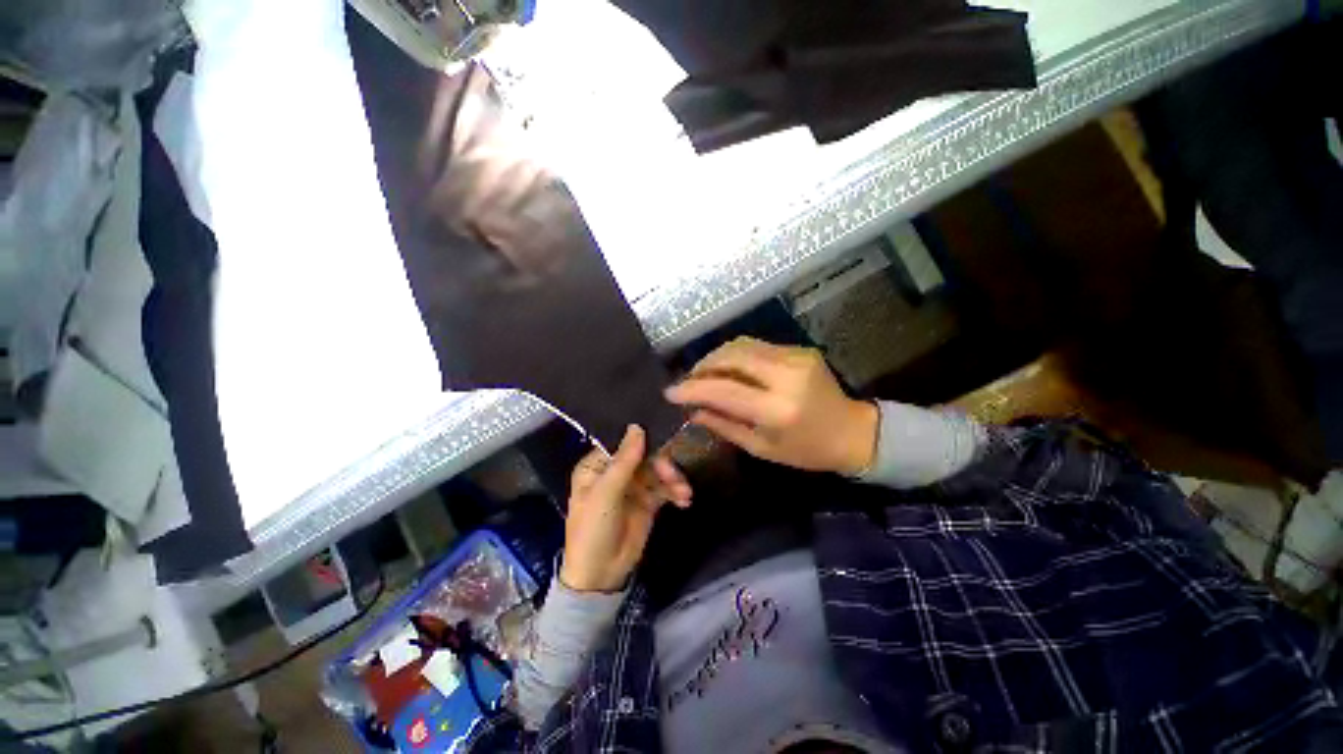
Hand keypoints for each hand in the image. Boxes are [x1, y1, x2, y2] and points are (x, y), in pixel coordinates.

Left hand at [560, 426, 691, 592]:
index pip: (622, 443)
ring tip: (684, 493)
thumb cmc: (593, 530)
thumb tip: (637, 426)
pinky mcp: (648, 502)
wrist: (600, 576)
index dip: (642, 437)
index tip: (664, 433)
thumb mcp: (605, 494)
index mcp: (598, 466)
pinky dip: (676, 491)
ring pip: (658, 471)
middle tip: (674, 477)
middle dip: (662, 464)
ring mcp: (634, 486)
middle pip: (645, 455)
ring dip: (673, 478)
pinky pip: (665, 488)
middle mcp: (616, 471)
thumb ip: (623, 461)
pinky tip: (684, 500)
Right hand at [664, 337, 877, 475]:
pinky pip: (757, 346)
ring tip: (704, 374)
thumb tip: (692, 411)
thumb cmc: (806, 451)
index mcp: (778, 409)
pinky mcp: (800, 350)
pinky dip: (736, 355)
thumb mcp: (761, 448)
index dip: (692, 388)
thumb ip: (724, 425)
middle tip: (688, 380)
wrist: (852, 432)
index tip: (670, 392)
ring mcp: (796, 357)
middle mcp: (786, 376)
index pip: (724, 389)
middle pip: (731, 356)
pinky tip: (729, 369)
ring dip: (717, 357)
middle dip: (702, 365)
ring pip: (742, 345)